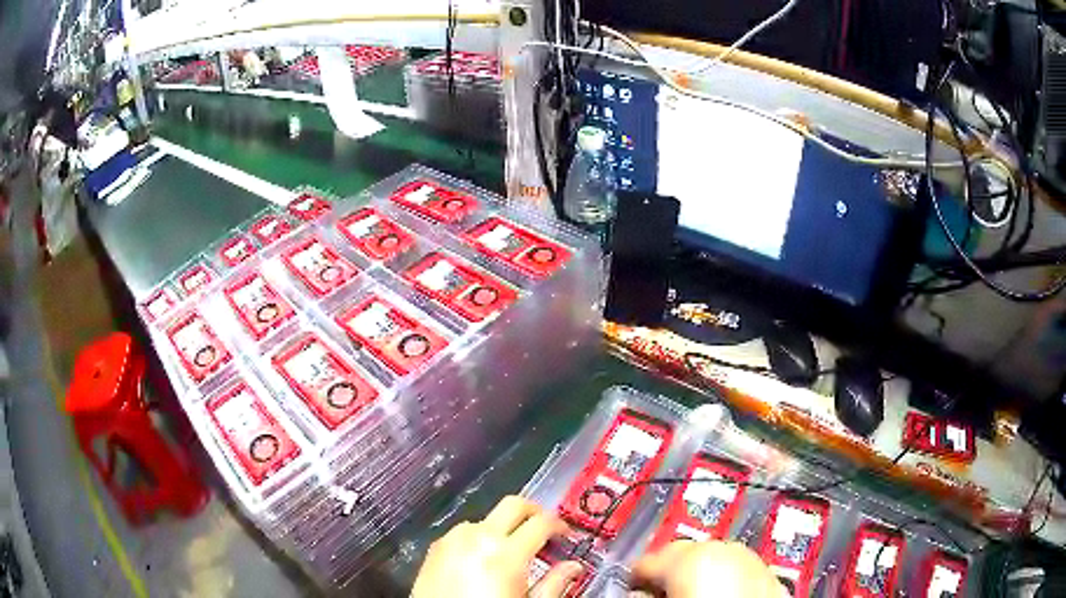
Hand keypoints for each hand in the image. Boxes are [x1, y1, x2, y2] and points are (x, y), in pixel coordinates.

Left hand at [411, 495, 583, 597]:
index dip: (559, 524)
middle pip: (513, 505)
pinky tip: (482, 559)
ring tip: (511, 550)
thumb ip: (554, 584)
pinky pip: (463, 532)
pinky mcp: (435, 549)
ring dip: (503, 527)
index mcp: (506, 555)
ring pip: (486, 518)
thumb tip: (572, 568)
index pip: (542, 522)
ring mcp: (452, 541)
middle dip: (533, 512)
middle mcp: (477, 539)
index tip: (564, 533)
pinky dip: (478, 537)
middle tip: (543, 528)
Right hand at [632, 540, 786, 597]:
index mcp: (690, 556)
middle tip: (662, 593)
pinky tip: (723, 596)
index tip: (633, 588)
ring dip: (700, 573)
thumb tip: (637, 593)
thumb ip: (643, 595)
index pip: (646, 561)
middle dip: (670, 571)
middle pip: (683, 553)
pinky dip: (726, 579)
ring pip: (714, 557)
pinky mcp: (768, 571)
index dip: (635, 577)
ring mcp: (749, 557)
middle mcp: (721, 548)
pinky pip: (738, 569)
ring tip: (695, 594)